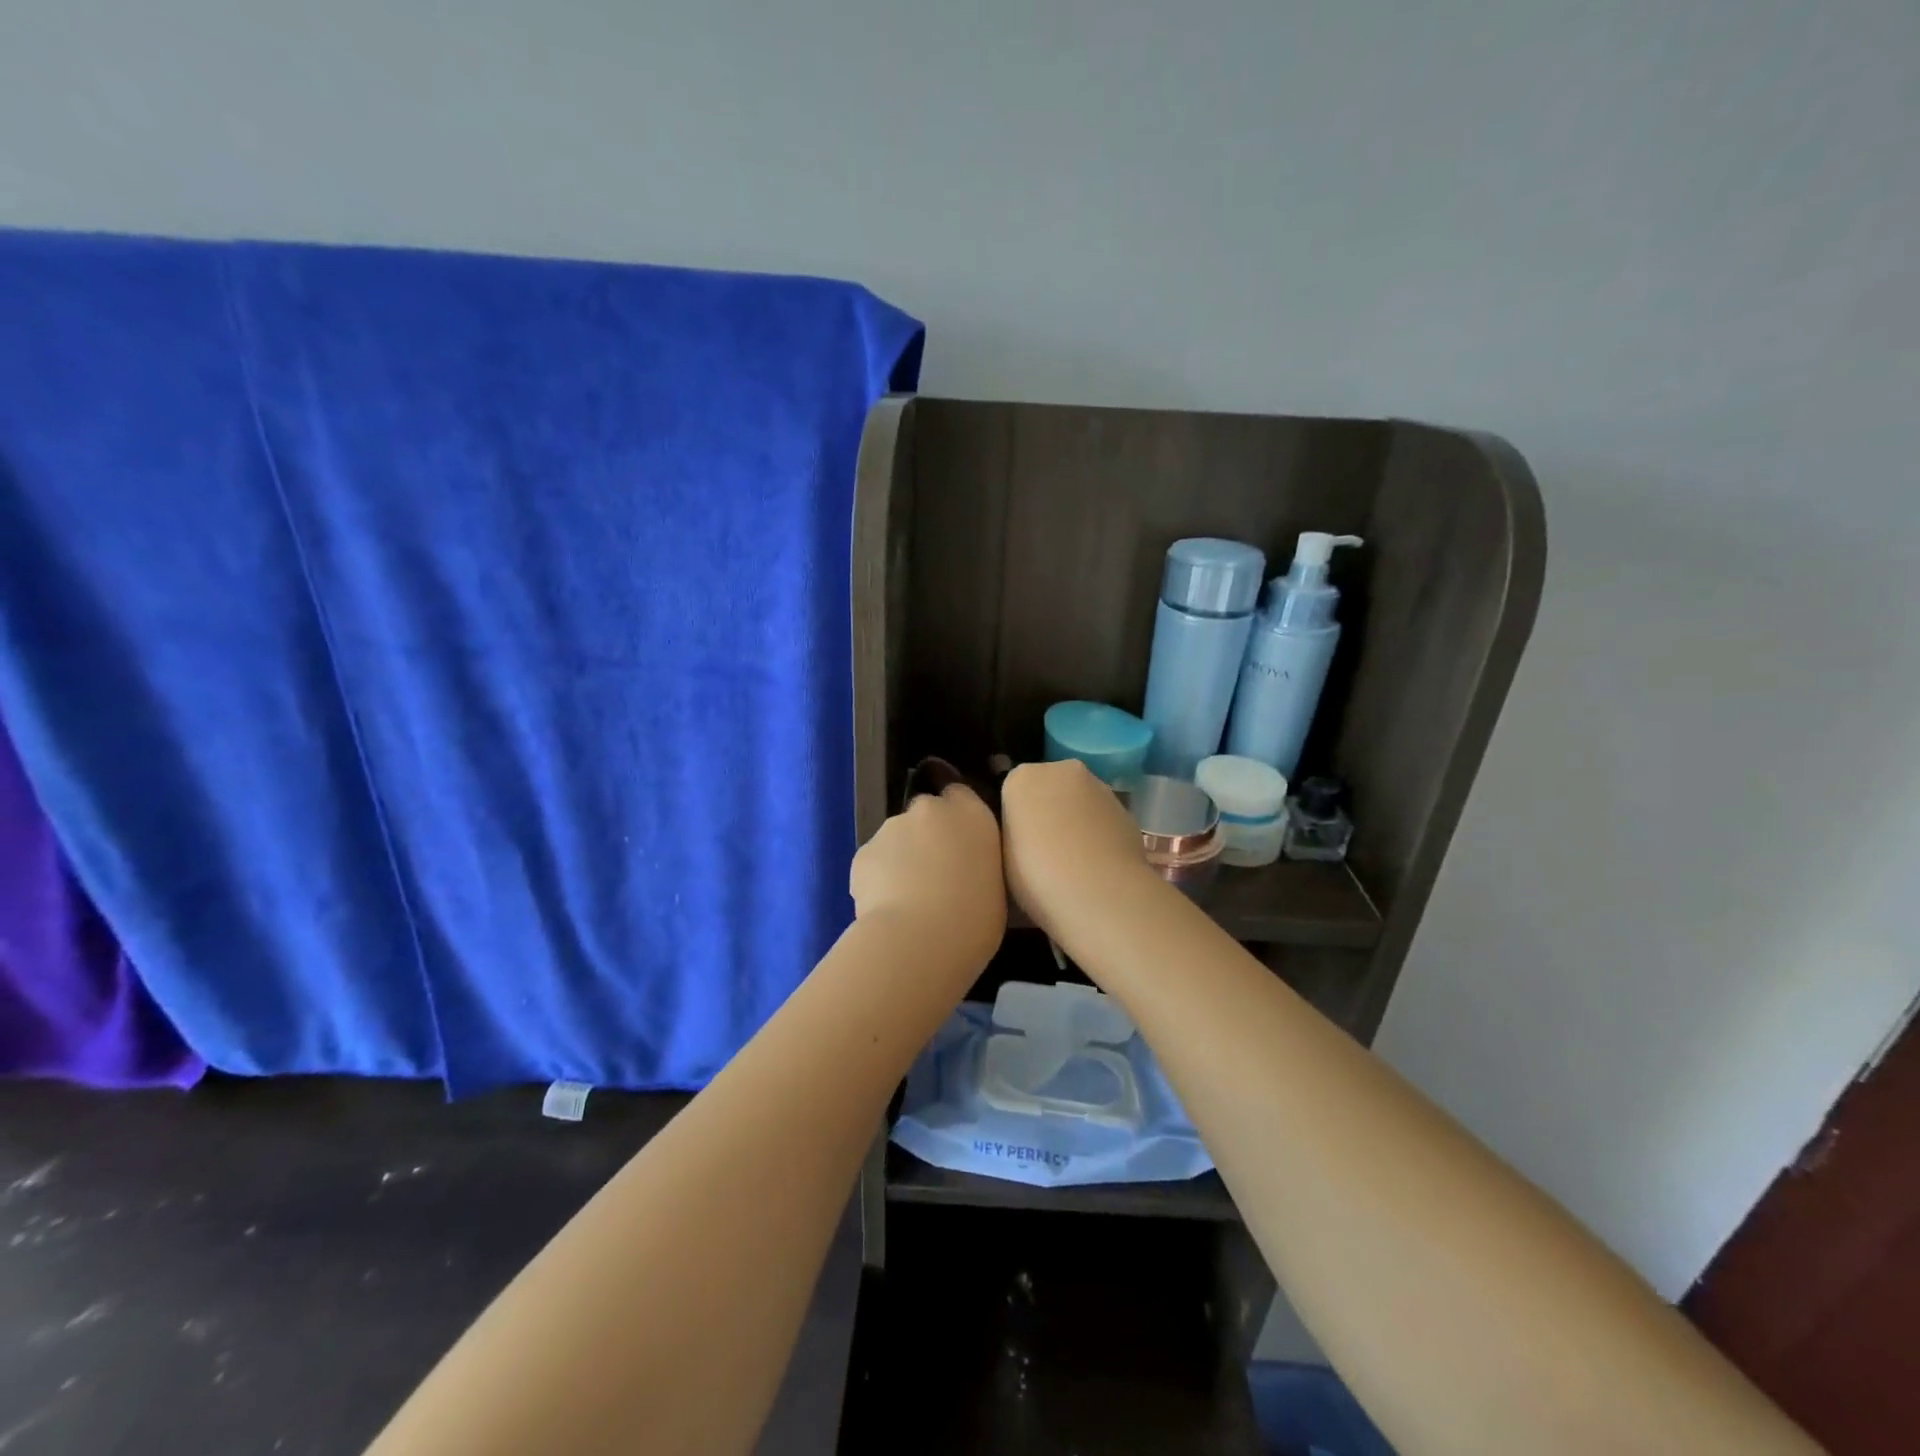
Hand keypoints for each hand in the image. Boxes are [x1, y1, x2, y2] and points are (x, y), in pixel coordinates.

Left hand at [849, 784, 1005, 959]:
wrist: (920, 941)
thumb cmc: (975, 921)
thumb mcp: (995, 887)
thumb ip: (976, 864)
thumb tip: (962, 871)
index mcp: (972, 815)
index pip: (960, 794)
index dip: (955, 816)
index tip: (957, 842)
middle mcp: (930, 809)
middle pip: (925, 814)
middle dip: (926, 836)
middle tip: (934, 875)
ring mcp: (892, 827)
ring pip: (896, 839)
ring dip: (901, 859)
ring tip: (908, 900)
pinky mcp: (863, 852)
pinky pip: (874, 863)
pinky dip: (878, 880)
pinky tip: (887, 909)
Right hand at [1000, 760, 1157, 940]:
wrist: (1099, 892)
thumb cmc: (1036, 875)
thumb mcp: (1004, 853)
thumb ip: (1013, 831)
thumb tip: (1026, 832)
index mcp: (1022, 778)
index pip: (1013, 789)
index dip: (1017, 817)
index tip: (1018, 843)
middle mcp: (1062, 770)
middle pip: (1050, 786)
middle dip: (1048, 809)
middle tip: (1044, 850)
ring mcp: (1099, 786)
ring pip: (1080, 800)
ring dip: (1076, 820)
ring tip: (1074, 862)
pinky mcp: (1126, 809)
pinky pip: (1103, 818)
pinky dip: (1100, 833)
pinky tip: (1098, 864)